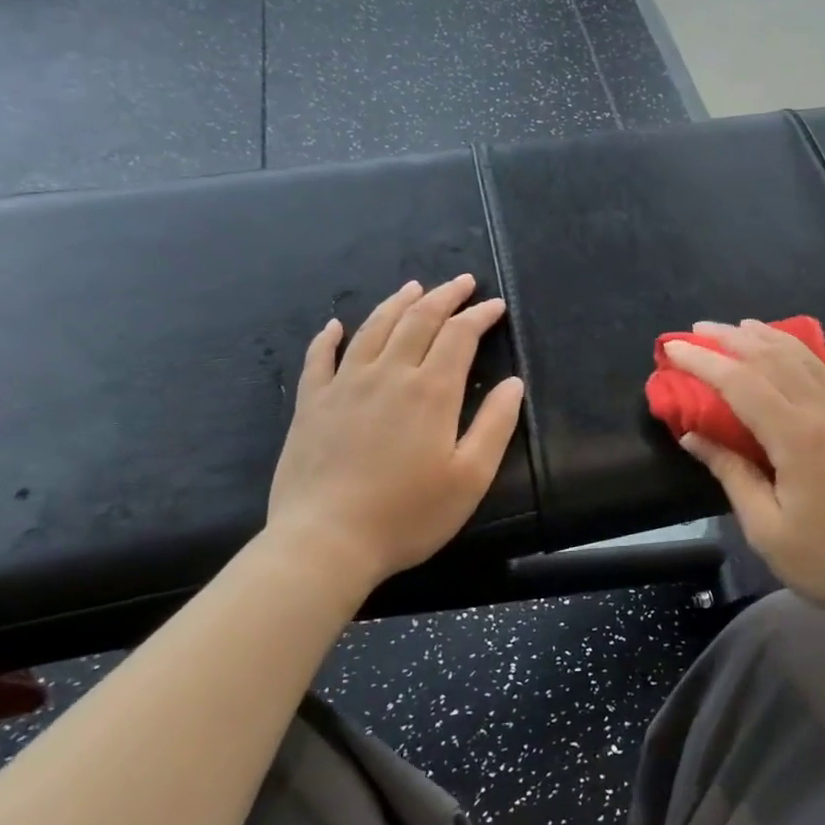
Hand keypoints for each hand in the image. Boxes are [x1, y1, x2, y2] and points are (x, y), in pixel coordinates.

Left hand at [267, 275, 524, 606]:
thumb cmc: (408, 514)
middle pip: (418, 320)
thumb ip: (495, 425)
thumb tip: (513, 383)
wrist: (326, 541)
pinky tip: (335, 326)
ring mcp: (344, 386)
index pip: (459, 336)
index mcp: (431, 391)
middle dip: (445, 297)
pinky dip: (328, 337)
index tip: (496, 306)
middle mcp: (388, 375)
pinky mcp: (312, 405)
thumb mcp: (470, 477)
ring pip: (373, 329)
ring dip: (397, 304)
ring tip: (414, 288)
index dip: (480, 316)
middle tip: (463, 282)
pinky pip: (319, 359)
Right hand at [665, 320, 824, 624]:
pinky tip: (792, 350)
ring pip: (803, 356)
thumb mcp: (767, 529)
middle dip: (729, 339)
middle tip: (696, 331)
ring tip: (737, 328)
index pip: (740, 382)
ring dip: (766, 336)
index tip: (672, 348)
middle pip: (771, 356)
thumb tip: (693, 435)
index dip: (702, 361)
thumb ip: (731, 473)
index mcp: (797, 436)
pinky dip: (804, 352)